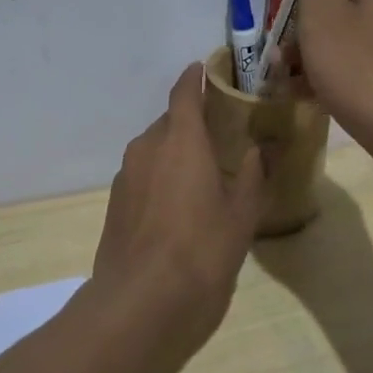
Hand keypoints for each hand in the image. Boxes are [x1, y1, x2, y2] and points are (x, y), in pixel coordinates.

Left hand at [90, 62, 266, 353]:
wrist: (140, 304)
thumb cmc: (201, 250)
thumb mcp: (241, 213)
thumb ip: (251, 175)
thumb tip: (258, 149)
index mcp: (180, 139)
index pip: (185, 92)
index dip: (195, 77)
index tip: (206, 68)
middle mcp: (147, 148)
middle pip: (169, 122)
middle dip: (191, 123)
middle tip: (219, 135)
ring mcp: (126, 176)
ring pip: (154, 150)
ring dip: (175, 153)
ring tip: (201, 173)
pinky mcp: (115, 205)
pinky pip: (142, 176)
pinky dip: (160, 178)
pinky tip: (178, 206)